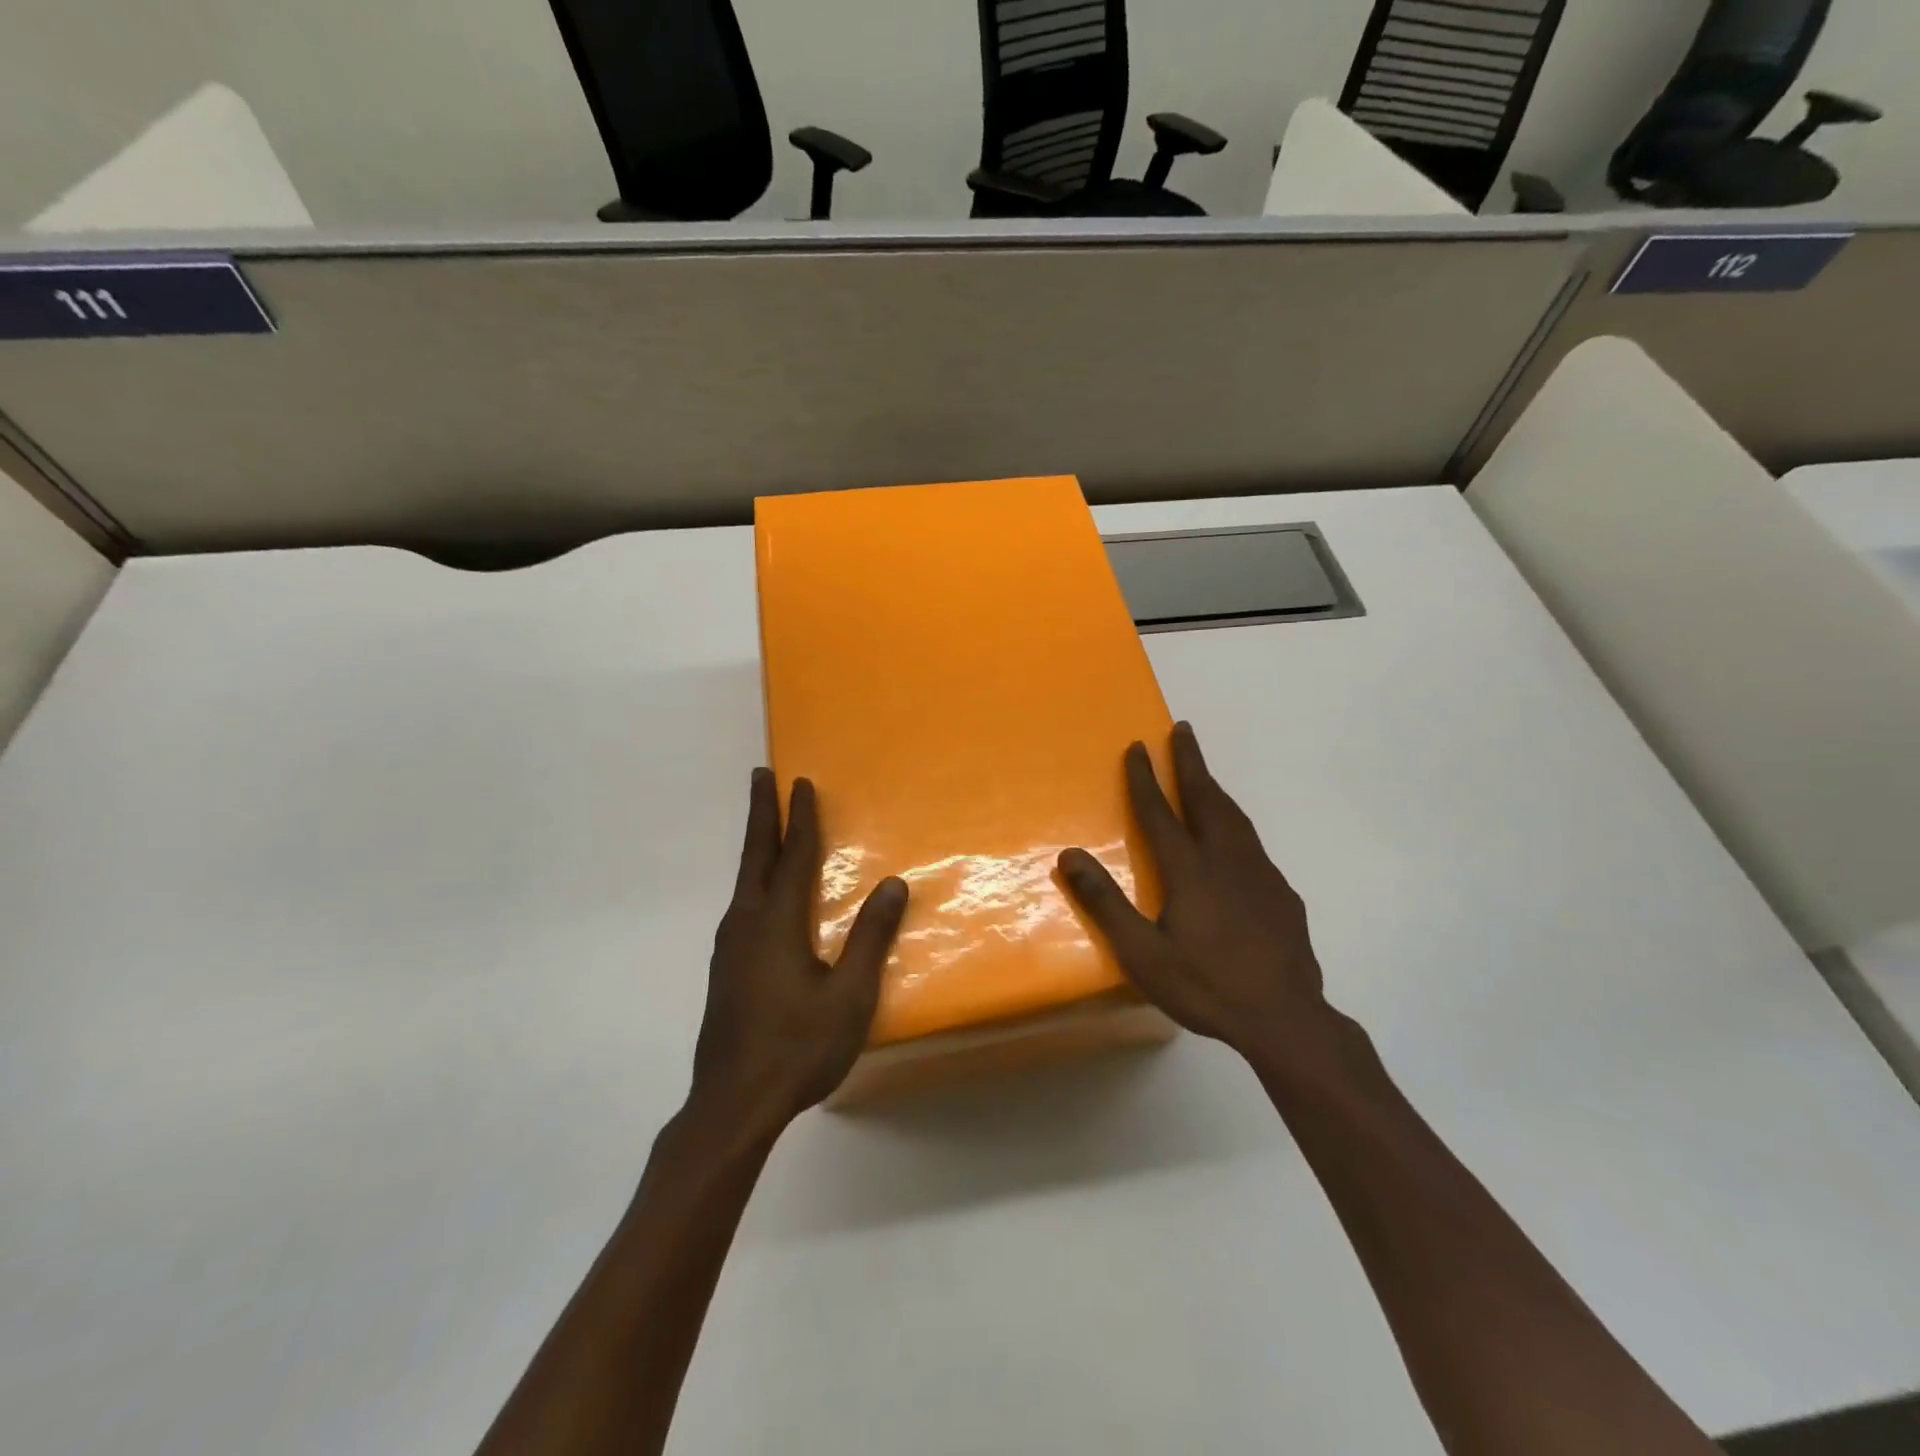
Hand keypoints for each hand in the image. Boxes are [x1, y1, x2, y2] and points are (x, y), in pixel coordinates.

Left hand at [690, 770, 907, 1137]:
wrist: (732, 1106)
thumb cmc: (797, 1048)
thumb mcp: (848, 997)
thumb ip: (870, 938)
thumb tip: (891, 884)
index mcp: (776, 924)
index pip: (793, 856)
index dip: (800, 818)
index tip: (801, 782)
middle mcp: (745, 924)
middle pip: (754, 856)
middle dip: (759, 813)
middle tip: (759, 776)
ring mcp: (728, 948)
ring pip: (743, 881)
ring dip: (755, 846)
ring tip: (764, 827)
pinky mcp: (724, 969)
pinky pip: (741, 905)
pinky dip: (753, 879)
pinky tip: (761, 897)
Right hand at [1058, 723, 1331, 1062]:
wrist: (1285, 1019)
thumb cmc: (1206, 986)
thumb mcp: (1142, 953)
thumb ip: (1105, 902)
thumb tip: (1069, 855)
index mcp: (1190, 870)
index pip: (1160, 812)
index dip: (1145, 778)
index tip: (1137, 746)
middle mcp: (1226, 860)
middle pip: (1206, 799)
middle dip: (1190, 762)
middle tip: (1182, 729)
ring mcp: (1259, 874)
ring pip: (1234, 817)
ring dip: (1214, 788)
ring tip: (1203, 772)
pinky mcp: (1281, 893)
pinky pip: (1252, 843)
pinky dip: (1235, 823)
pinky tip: (1235, 838)